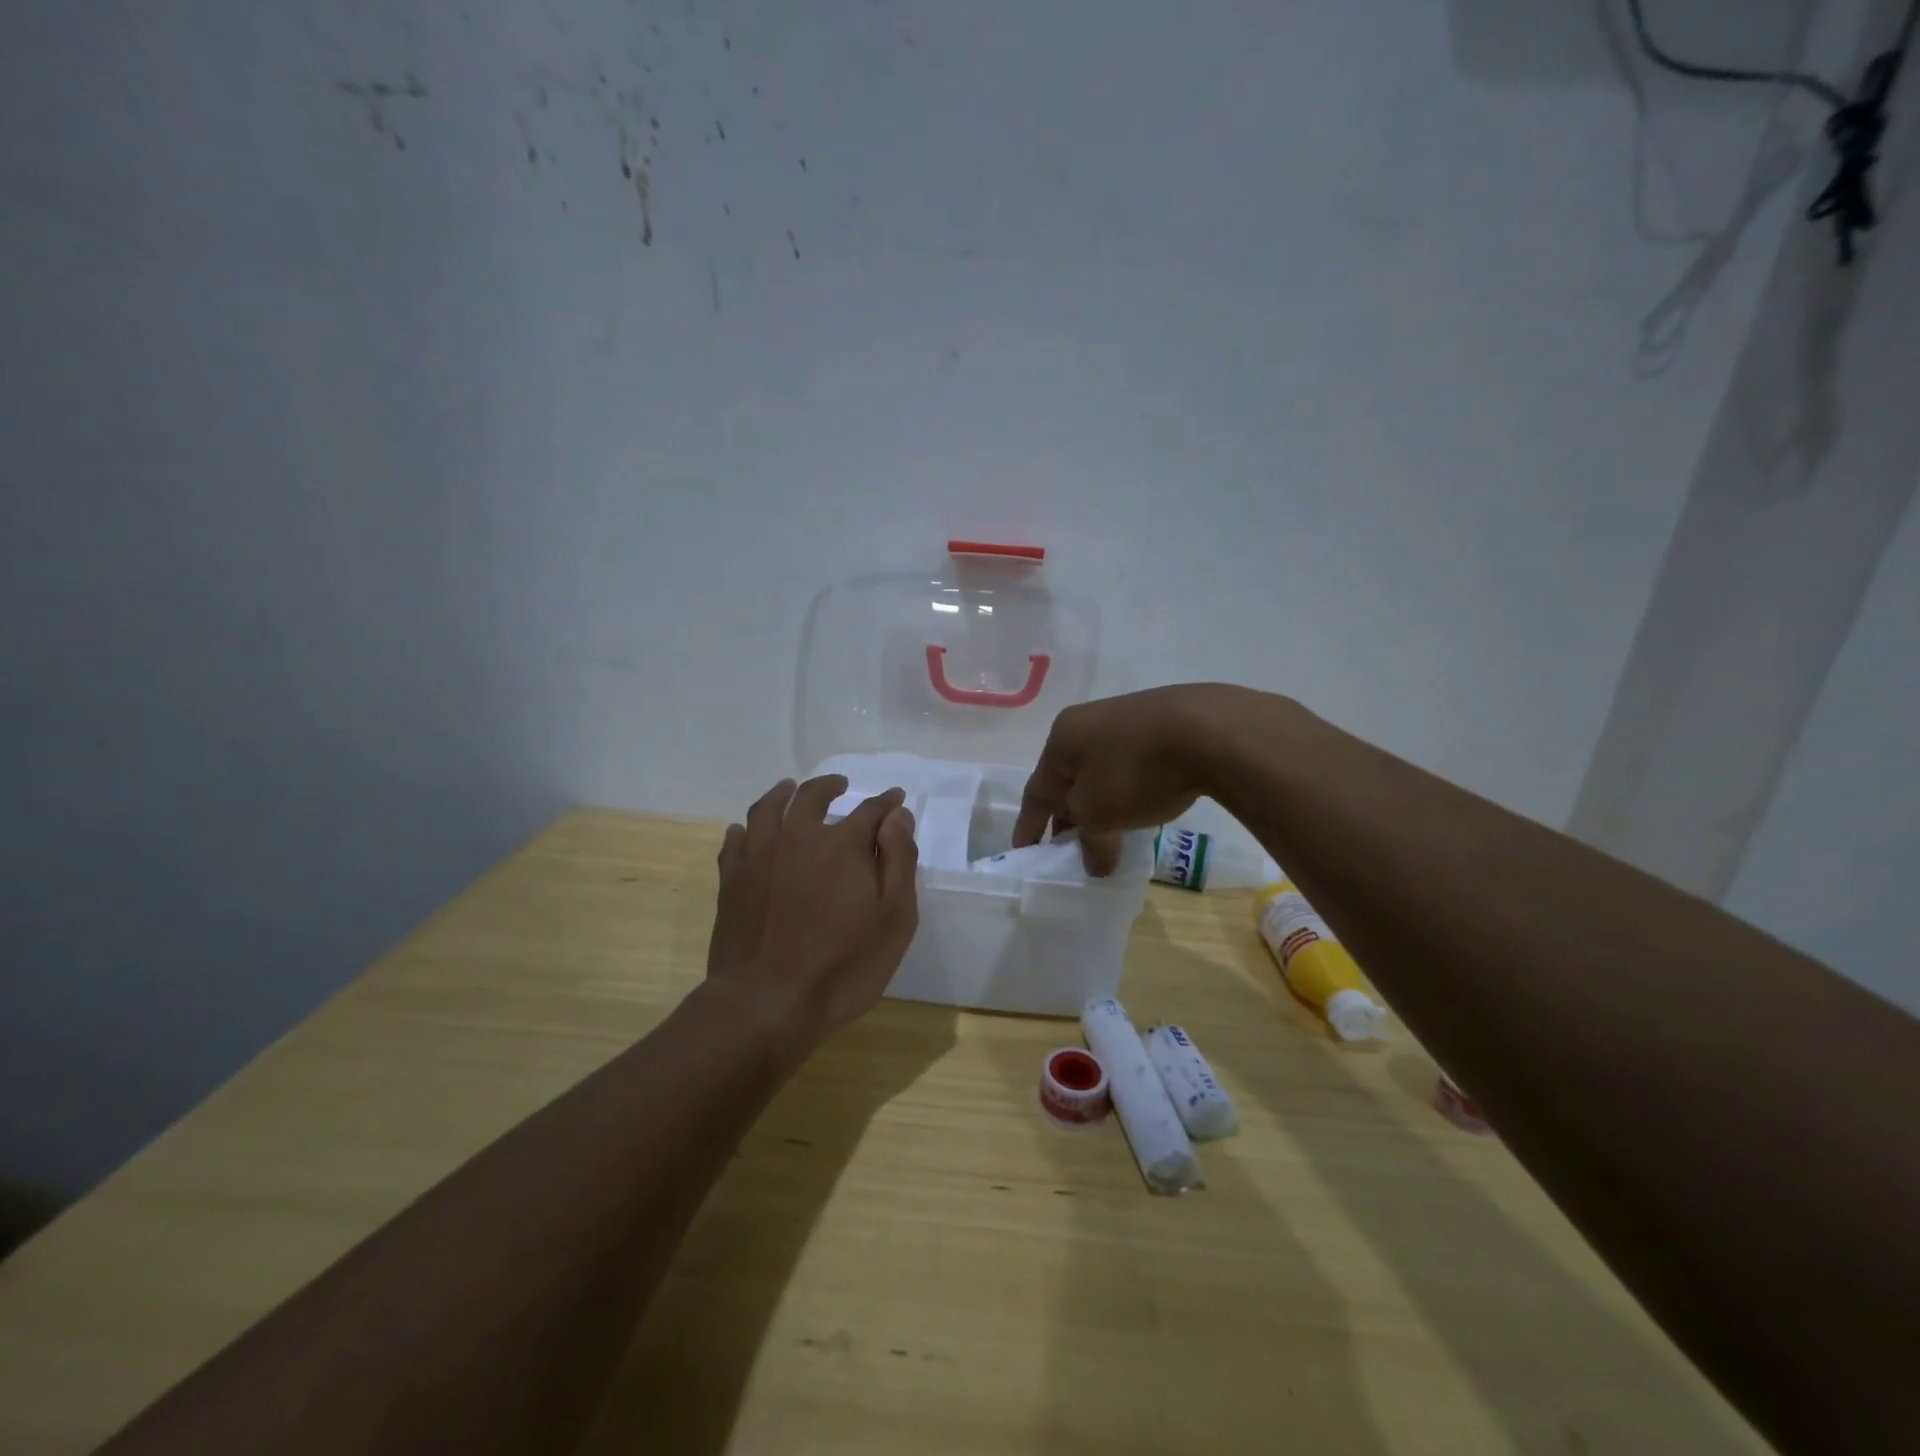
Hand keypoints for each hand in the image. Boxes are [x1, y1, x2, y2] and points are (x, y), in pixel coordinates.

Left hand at [704, 774, 918, 1067]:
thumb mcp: (894, 919)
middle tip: (840, 785)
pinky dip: (744, 829)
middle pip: (812, 796)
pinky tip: (747, 831)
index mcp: (842, 845)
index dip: (886, 803)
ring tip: (789, 789)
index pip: (870, 810)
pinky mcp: (732, 880)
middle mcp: (798, 837)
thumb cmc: (843, 966)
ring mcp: (759, 856)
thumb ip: (899, 861)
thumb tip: (897, 816)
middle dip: (830, 786)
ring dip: (783, 793)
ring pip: (768, 808)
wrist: (766, 1003)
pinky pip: (735, 841)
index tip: (895, 799)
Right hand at [1012, 685, 1253, 874]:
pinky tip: (1144, 807)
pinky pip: (1133, 764)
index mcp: (1062, 737)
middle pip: (1070, 779)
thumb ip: (1089, 840)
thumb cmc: (1135, 770)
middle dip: (1069, 816)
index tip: (1025, 853)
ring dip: (1102, 805)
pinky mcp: (1164, 723)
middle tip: (1072, 850)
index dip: (1030, 826)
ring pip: (1103, 771)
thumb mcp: (1099, 813)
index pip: (1037, 790)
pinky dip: (1130, 790)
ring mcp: (1128, 719)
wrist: (1208, 730)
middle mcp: (1089, 722)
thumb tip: (1094, 863)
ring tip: (1110, 834)